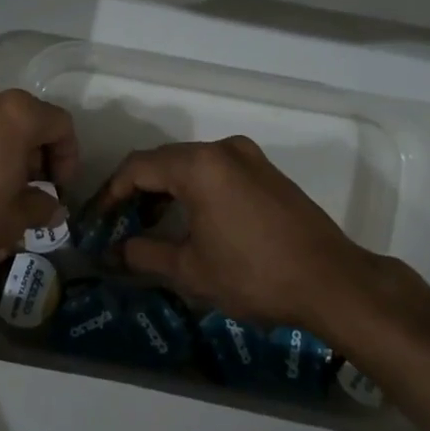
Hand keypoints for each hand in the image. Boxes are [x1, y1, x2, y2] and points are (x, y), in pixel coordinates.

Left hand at [0, 79, 77, 285]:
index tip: (59, 187)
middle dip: (32, 152)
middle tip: (29, 188)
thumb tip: (55, 207)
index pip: (60, 124)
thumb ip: (41, 207)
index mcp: (16, 114)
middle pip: (24, 118)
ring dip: (1, 149)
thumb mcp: (12, 221)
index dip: (68, 156)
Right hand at [99, 136, 423, 333]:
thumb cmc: (254, 275)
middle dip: (136, 191)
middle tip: (118, 224)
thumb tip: (114, 252)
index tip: (97, 220)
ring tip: (149, 224)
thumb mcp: (191, 270)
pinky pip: (216, 171)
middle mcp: (222, 149)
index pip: (138, 167)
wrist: (332, 282)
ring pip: (191, 164)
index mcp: (199, 165)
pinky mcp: (267, 172)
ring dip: (165, 190)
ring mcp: (248, 157)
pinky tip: (190, 219)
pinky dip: (194, 189)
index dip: (111, 193)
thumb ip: (145, 254)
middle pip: (164, 161)